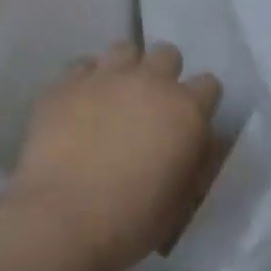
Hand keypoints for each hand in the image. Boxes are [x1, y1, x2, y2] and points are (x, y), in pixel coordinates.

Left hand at [7, 40, 224, 270]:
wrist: (61, 219)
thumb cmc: (132, 220)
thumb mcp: (182, 199)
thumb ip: (195, 160)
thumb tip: (198, 141)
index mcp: (186, 110)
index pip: (208, 84)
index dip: (200, 102)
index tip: (188, 122)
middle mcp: (149, 82)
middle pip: (167, 54)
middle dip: (163, 75)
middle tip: (149, 107)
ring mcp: (104, 77)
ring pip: (124, 49)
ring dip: (125, 69)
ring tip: (113, 98)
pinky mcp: (64, 84)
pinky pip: (81, 66)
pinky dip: (85, 81)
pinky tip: (78, 105)